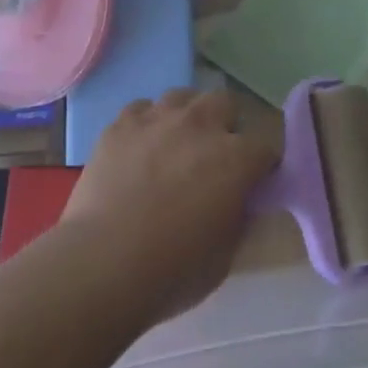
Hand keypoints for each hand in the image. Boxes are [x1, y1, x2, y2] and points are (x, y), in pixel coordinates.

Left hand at [63, 89, 278, 321]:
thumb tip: (238, 200)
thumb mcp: (225, 256)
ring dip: (186, 116)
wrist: (102, 265)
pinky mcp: (121, 124)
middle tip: (214, 156)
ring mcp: (158, 118)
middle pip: (225, 103)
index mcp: (235, 158)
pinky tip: (140, 147)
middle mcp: (201, 125)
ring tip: (176, 144)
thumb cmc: (171, 271)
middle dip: (226, 125)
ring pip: (183, 96)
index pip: (265, 148)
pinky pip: (142, 109)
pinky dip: (147, 124)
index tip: (255, 182)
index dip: (262, 165)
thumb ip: (239, 217)